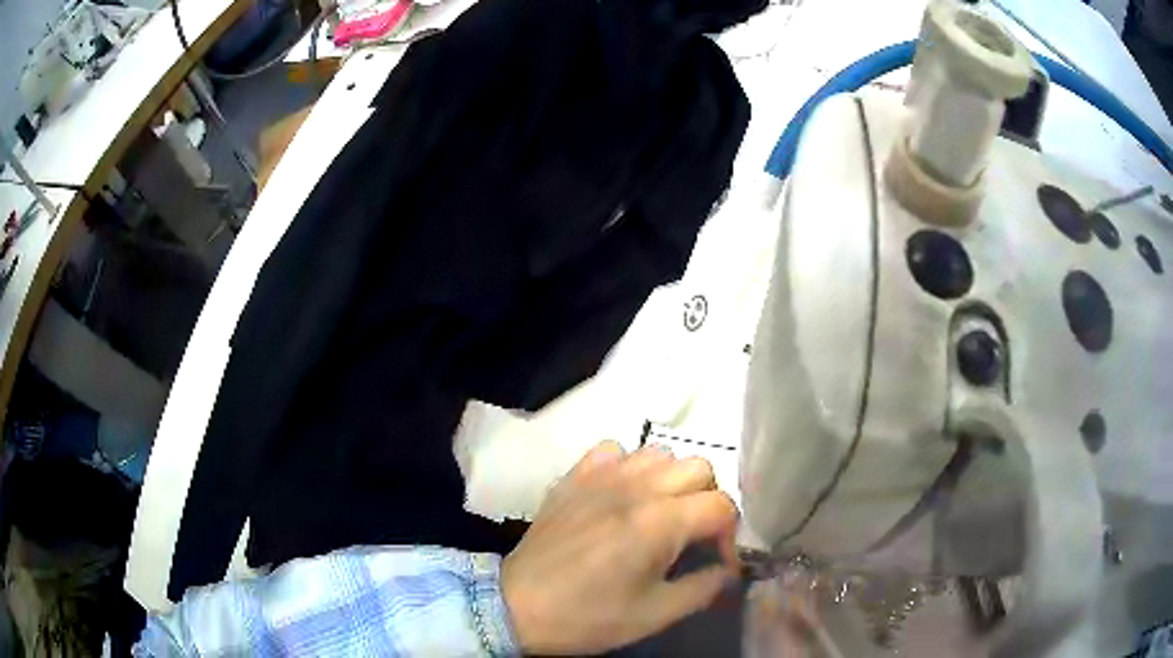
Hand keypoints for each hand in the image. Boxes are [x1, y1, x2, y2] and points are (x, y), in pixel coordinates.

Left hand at [500, 441, 739, 654]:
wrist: (517, 606)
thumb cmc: (588, 617)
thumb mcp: (655, 614)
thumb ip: (704, 588)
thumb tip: (729, 571)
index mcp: (660, 521)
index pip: (722, 505)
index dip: (730, 535)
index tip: (718, 562)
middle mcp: (636, 486)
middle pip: (699, 468)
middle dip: (707, 501)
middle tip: (692, 536)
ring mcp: (601, 475)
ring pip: (660, 453)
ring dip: (671, 481)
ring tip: (659, 514)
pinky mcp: (574, 476)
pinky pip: (614, 451)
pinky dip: (628, 467)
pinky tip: (620, 496)